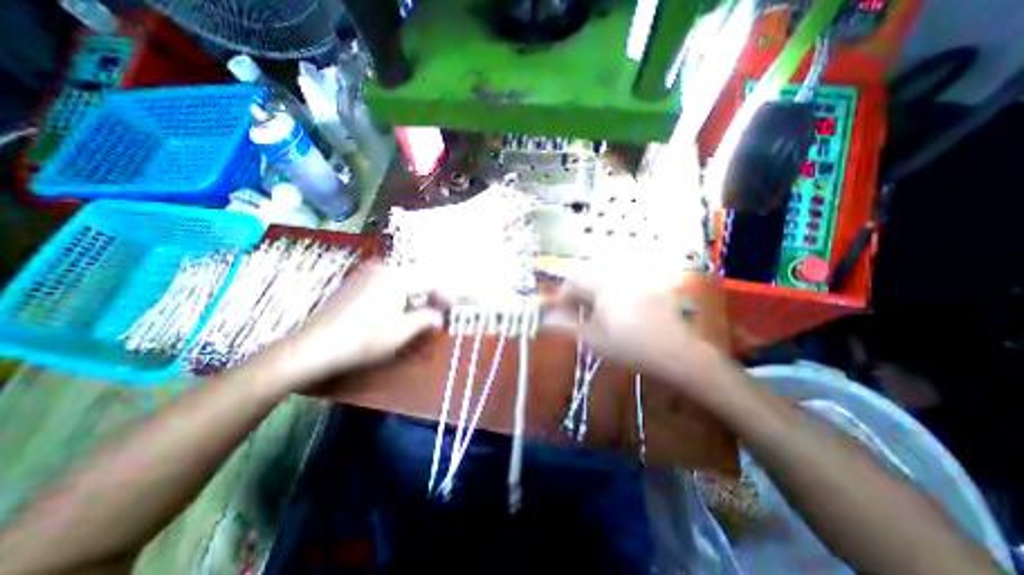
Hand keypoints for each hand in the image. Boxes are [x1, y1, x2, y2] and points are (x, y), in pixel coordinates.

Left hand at [253, 261, 442, 392]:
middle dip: (430, 292)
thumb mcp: (401, 333)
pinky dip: (399, 292)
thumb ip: (425, 320)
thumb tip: (439, 317)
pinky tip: (399, 307)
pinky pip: (388, 281)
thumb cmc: (363, 340)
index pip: (429, 280)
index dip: (444, 294)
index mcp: (396, 277)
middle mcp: (383, 268)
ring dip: (415, 293)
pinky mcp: (357, 280)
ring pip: (402, 278)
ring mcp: (368, 273)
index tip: (451, 306)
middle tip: (438, 309)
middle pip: (416, 277)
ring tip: (421, 310)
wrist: (314, 346)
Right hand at [552, 271, 727, 402]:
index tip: (558, 311)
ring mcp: (633, 278)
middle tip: (576, 313)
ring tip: (593, 313)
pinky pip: (619, 281)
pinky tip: (614, 310)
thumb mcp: (594, 339)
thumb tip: (547, 318)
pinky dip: (608, 292)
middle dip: (577, 292)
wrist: (677, 352)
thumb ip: (568, 325)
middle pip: (587, 274)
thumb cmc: (631, 347)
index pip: (573, 281)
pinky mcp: (645, 284)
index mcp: (602, 285)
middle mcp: (617, 275)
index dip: (562, 295)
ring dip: (592, 291)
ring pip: (602, 276)